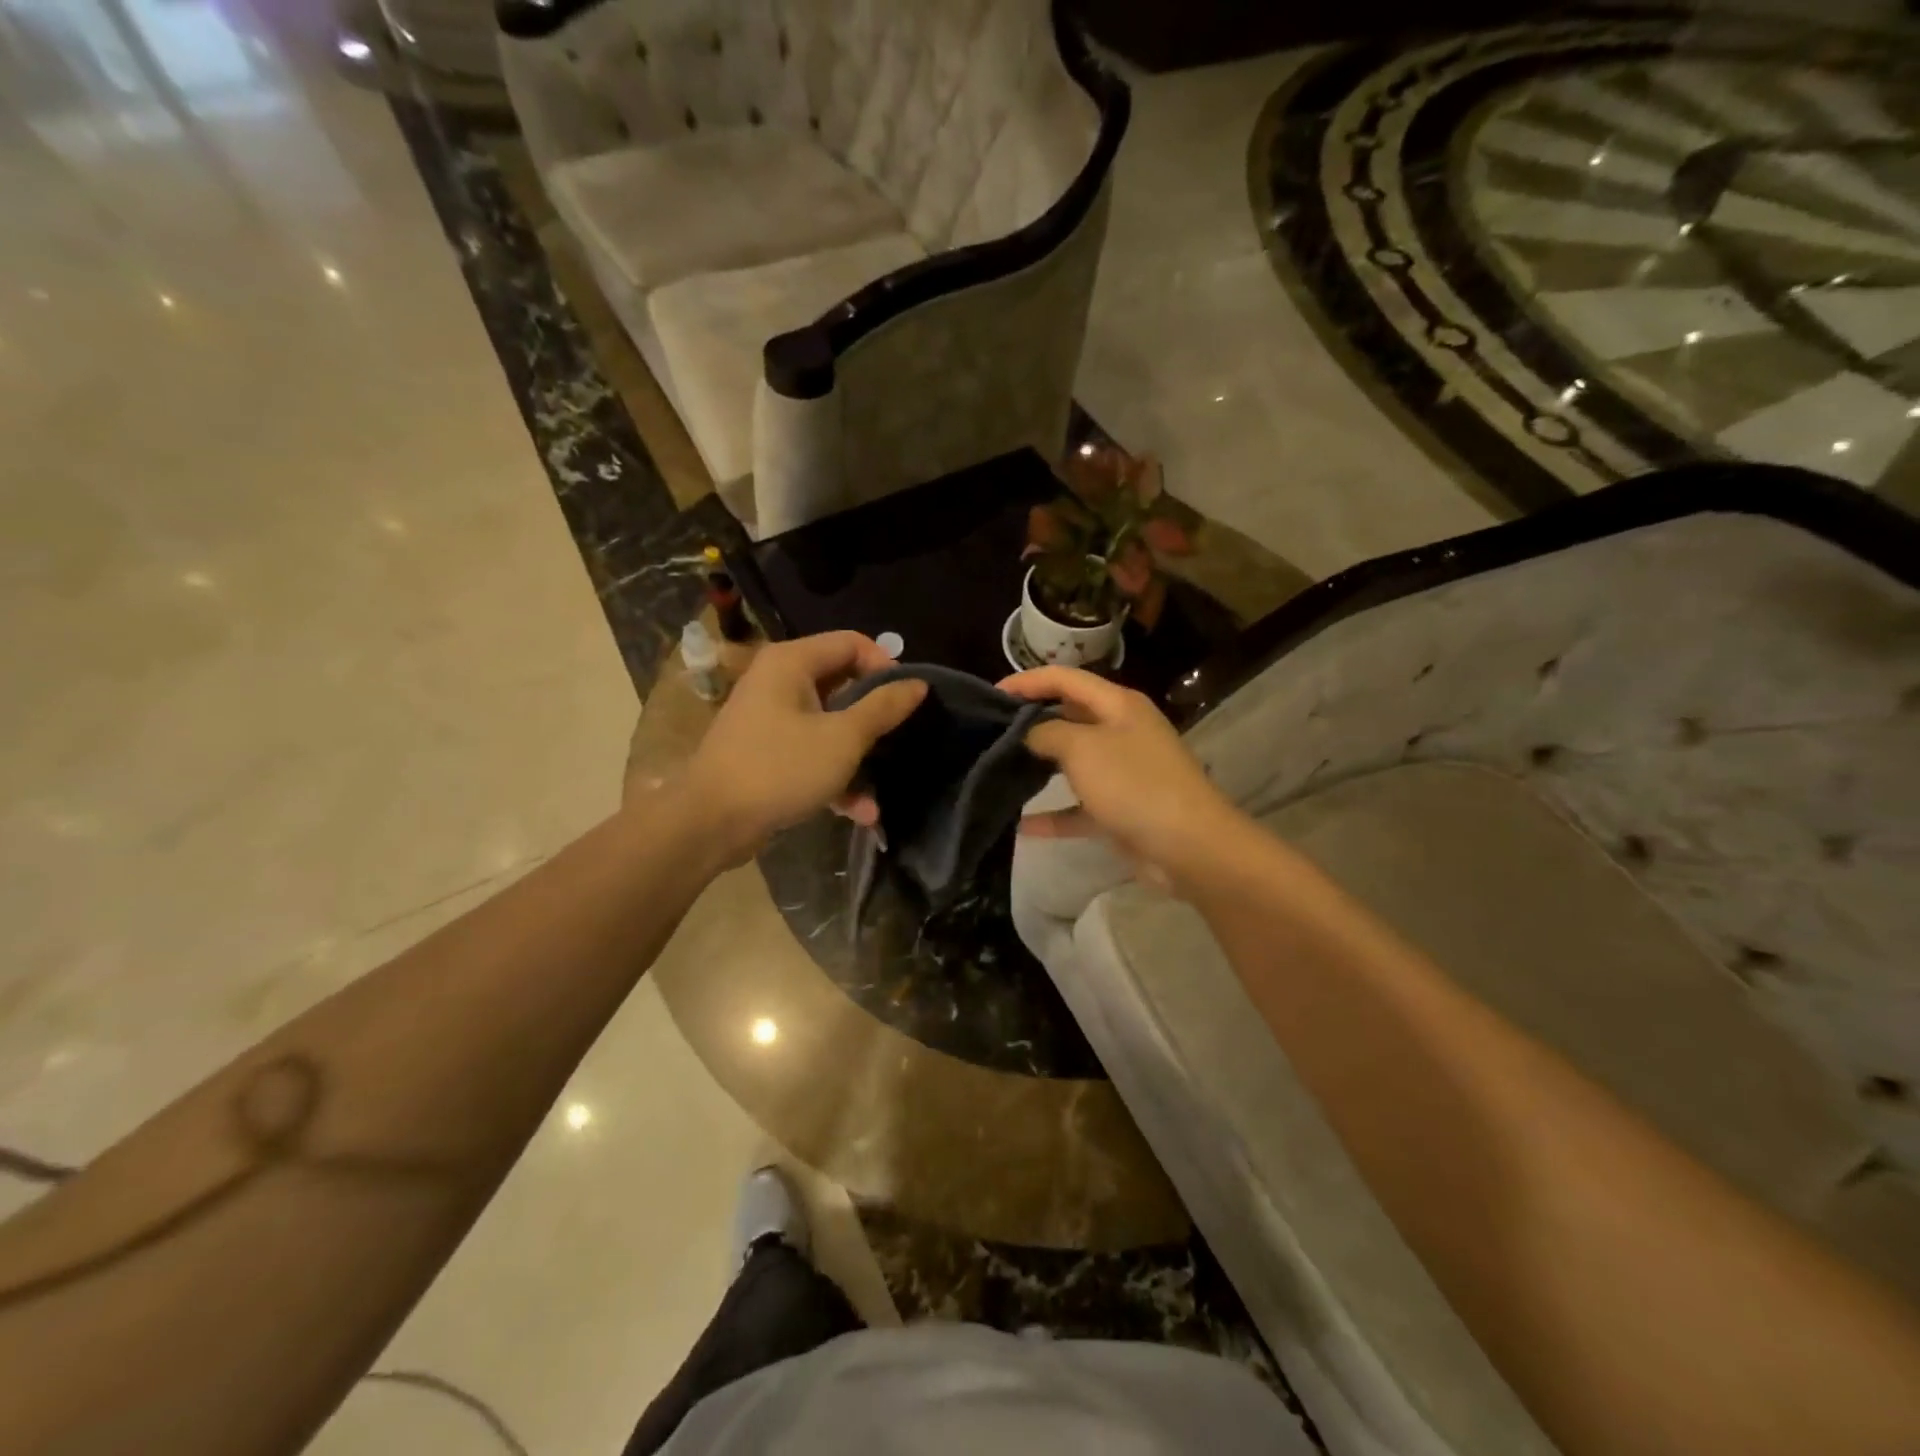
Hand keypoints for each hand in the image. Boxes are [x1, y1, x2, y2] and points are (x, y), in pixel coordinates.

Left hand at [684, 633, 924, 865]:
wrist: (711, 823)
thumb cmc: (781, 768)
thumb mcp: (843, 738)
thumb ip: (883, 708)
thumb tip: (918, 684)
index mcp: (792, 662)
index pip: (851, 643)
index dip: (885, 666)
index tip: (907, 701)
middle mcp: (778, 681)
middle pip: (842, 684)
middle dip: (874, 717)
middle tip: (900, 738)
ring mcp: (771, 719)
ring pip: (829, 725)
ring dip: (858, 757)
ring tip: (881, 790)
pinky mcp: (768, 752)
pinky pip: (811, 752)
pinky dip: (835, 776)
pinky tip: (860, 812)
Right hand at [999, 666, 1240, 887]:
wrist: (1189, 846)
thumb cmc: (1134, 784)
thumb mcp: (1083, 748)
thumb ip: (1048, 733)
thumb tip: (1029, 733)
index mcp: (1118, 705)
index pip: (1065, 679)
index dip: (1027, 681)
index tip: (991, 694)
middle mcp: (1122, 732)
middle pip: (1069, 717)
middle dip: (1031, 722)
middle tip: (990, 733)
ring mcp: (1123, 772)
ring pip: (1073, 762)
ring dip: (1040, 767)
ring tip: (1000, 770)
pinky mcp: (1120, 810)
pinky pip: (1079, 807)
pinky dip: (1053, 814)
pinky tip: (1021, 825)